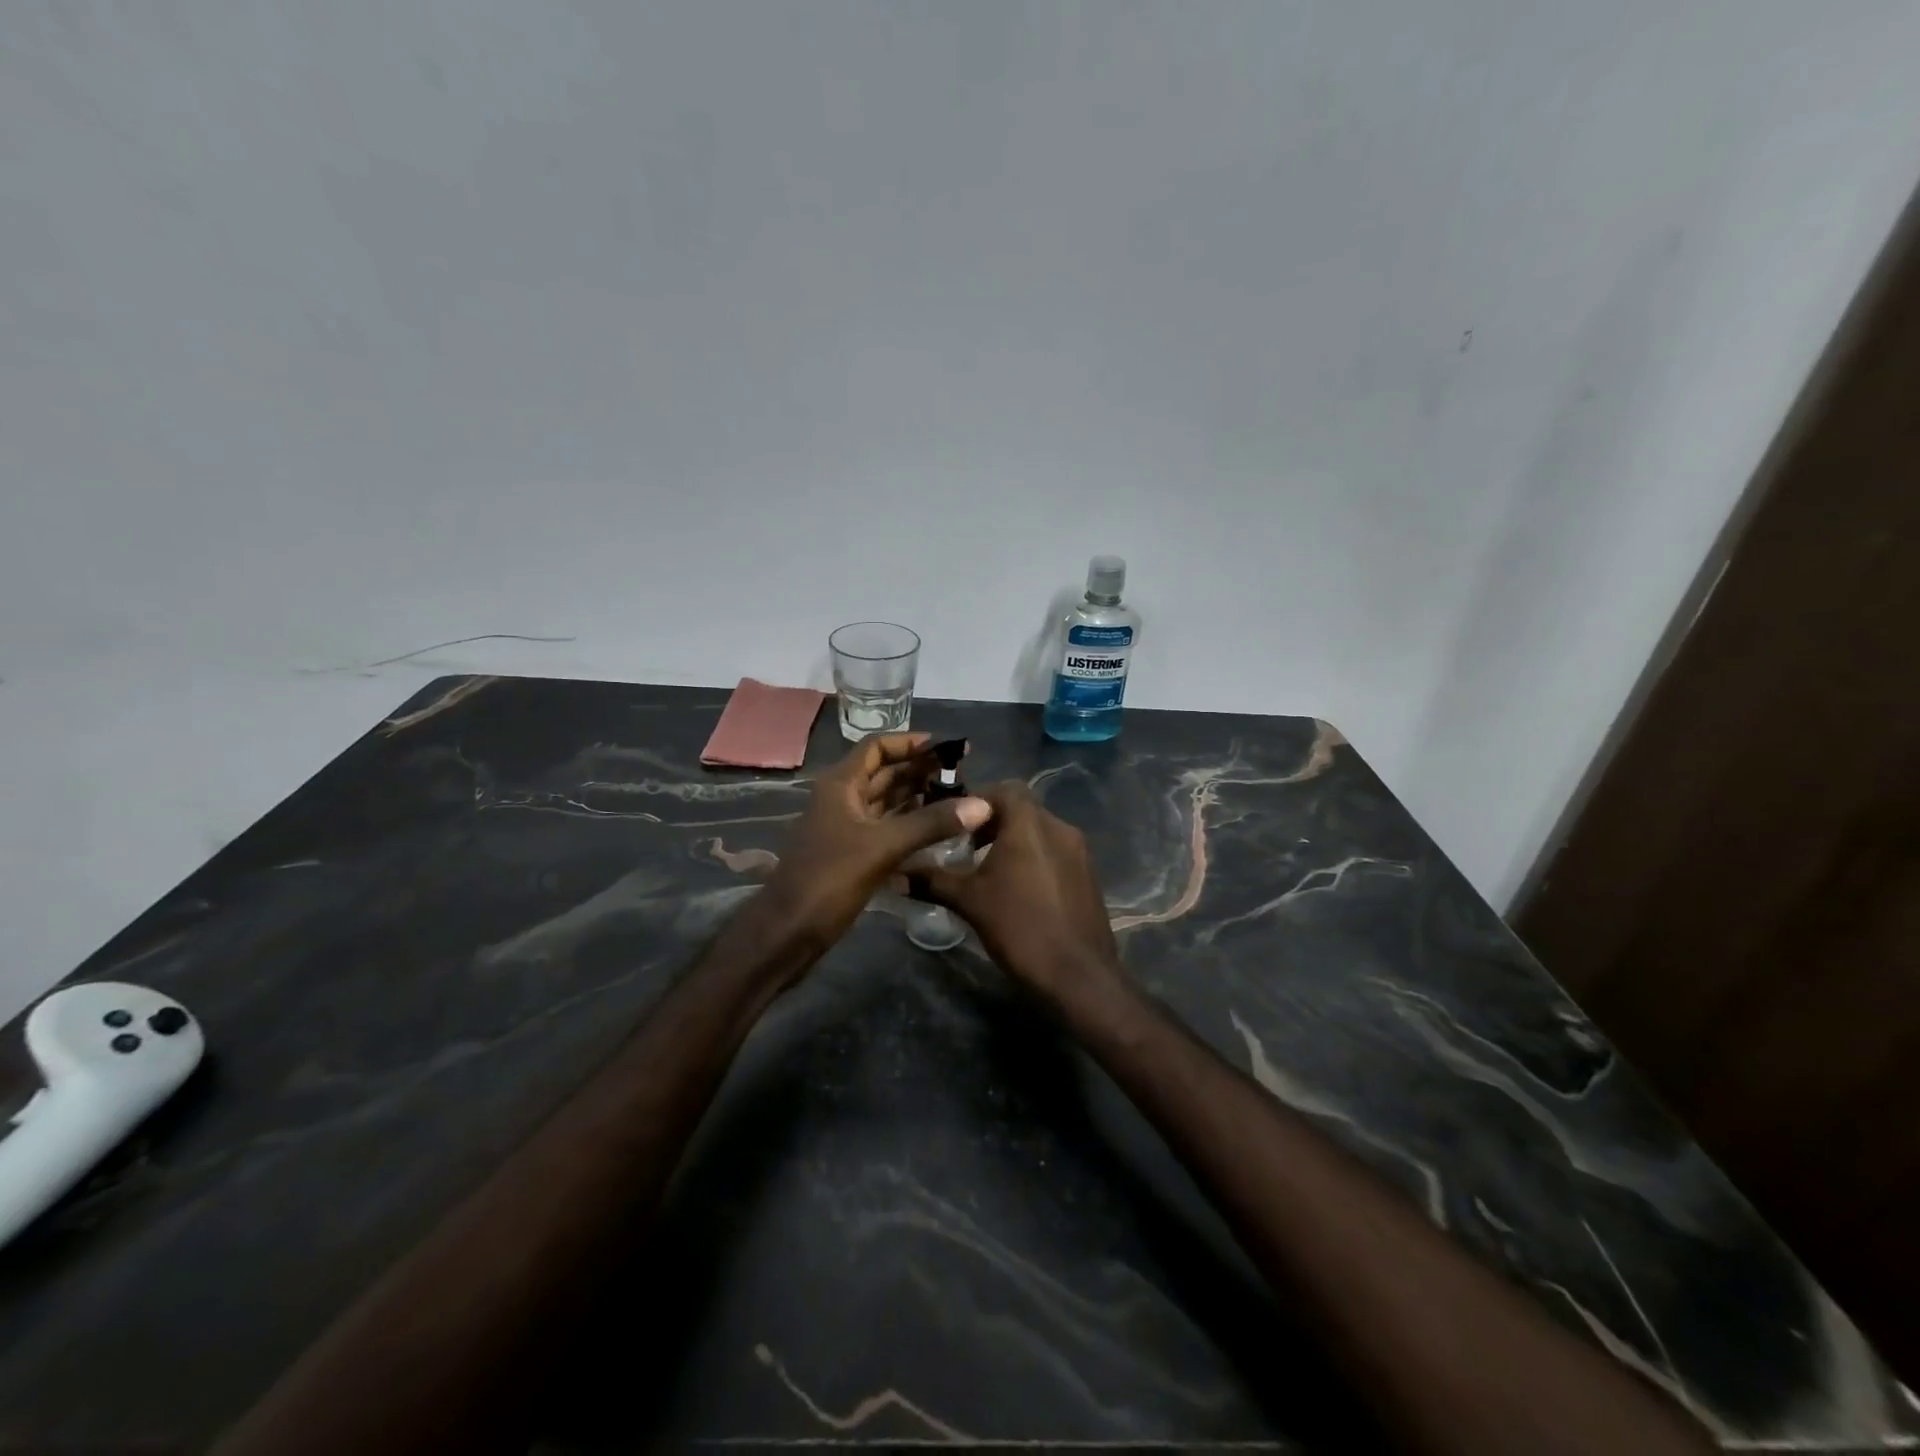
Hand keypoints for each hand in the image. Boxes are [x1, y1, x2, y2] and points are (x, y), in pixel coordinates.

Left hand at [756, 733, 991, 964]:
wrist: (789, 932)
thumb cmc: (829, 879)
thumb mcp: (883, 846)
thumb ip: (931, 823)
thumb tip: (982, 805)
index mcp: (841, 785)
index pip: (877, 747)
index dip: (910, 743)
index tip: (947, 748)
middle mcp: (843, 799)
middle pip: (885, 773)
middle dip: (921, 771)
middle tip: (963, 775)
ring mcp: (848, 828)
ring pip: (888, 802)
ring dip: (919, 797)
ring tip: (958, 798)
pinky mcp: (854, 854)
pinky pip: (888, 828)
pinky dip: (912, 824)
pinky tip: (940, 829)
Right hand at [915, 780, 1123, 1004]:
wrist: (1078, 975)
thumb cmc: (1019, 928)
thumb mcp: (969, 902)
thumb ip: (932, 881)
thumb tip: (895, 873)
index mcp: (1030, 823)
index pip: (1004, 789)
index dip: (978, 800)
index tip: (955, 823)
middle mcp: (1059, 827)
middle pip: (1023, 809)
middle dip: (993, 822)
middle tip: (967, 847)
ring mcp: (1079, 852)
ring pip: (1040, 831)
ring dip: (1015, 841)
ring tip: (989, 869)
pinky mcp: (1089, 875)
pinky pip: (1056, 852)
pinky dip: (1035, 858)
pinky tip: (1018, 889)